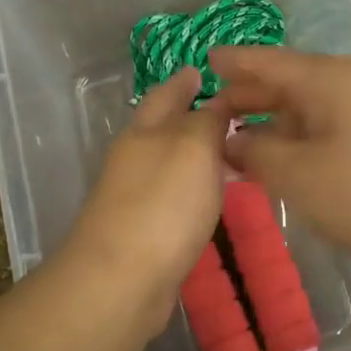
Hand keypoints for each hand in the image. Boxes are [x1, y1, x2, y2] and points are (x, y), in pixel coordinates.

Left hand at [60, 68, 228, 335]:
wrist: (122, 278)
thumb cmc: (163, 203)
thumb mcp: (193, 147)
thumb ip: (207, 120)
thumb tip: (215, 103)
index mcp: (144, 131)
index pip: (166, 94)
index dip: (184, 81)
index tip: (203, 71)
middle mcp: (134, 158)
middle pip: (162, 129)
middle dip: (188, 116)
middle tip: (227, 112)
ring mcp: (134, 196)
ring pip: (168, 164)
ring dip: (193, 155)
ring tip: (228, 152)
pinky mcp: (142, 231)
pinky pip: (172, 197)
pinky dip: (191, 189)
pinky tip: (210, 198)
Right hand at [210, 46, 350, 278]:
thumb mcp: (300, 176)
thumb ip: (256, 153)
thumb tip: (231, 138)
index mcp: (325, 79)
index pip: (265, 61)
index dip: (232, 62)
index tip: (203, 61)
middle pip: (288, 82)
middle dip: (249, 96)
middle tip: (212, 113)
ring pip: (311, 108)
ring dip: (276, 122)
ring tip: (243, 141)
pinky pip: (333, 127)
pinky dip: (304, 139)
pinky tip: (293, 162)